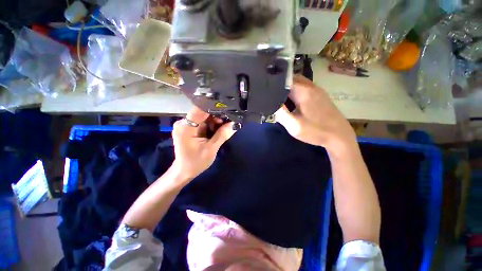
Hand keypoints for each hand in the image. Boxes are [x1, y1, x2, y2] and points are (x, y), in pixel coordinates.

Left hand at [171, 106, 236, 179]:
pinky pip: (202, 122)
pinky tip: (217, 130)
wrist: (184, 171)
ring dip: (214, 121)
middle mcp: (183, 123)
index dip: (214, 107)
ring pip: (204, 117)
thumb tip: (234, 124)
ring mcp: (185, 125)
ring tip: (223, 128)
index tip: (227, 109)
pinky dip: (211, 125)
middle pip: (202, 113)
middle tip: (228, 122)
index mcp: (186, 127)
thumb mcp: (211, 149)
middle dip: (216, 117)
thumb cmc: (196, 162)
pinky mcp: (189, 128)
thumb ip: (222, 135)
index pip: (200, 109)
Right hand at [276, 75, 356, 153]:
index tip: (267, 91)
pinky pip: (304, 88)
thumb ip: (281, 113)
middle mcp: (311, 87)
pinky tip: (292, 101)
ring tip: (279, 97)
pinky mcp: (320, 96)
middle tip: (271, 95)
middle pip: (292, 78)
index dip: (274, 83)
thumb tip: (271, 103)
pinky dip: (295, 91)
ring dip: (288, 88)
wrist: (340, 136)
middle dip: (280, 84)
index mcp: (304, 92)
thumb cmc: (316, 131)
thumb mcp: (294, 126)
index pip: (285, 79)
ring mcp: (317, 91)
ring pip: (299, 83)